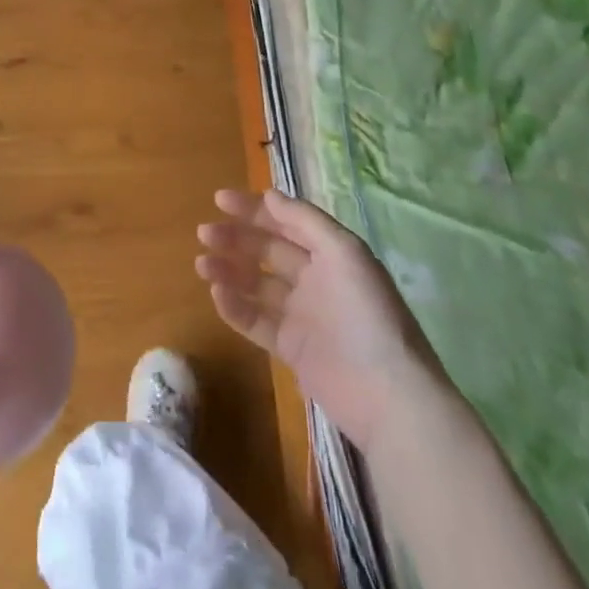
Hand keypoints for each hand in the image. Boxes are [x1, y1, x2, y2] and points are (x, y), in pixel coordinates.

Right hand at [196, 189, 451, 452]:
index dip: (254, 209)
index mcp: (332, 253)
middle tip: (204, 233)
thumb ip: (305, 220)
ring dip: (229, 271)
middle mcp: (316, 279)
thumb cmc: (366, 312)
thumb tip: (268, 194)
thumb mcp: (343, 252)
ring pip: (257, 285)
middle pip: (268, 251)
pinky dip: (236, 307)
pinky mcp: (292, 349)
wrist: (387, 393)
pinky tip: (217, 294)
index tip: (219, 200)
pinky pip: (257, 321)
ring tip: (202, 264)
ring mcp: (303, 315)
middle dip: (236, 238)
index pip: (287, 222)